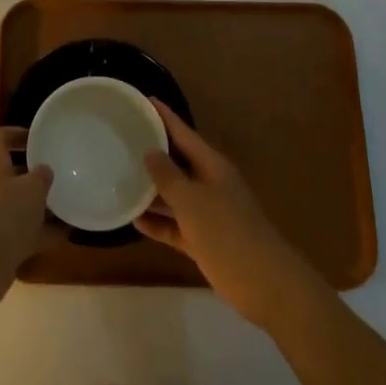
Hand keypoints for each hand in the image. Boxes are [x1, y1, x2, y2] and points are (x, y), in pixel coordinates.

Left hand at [0, 128, 53, 316]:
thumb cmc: (5, 214)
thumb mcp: (32, 188)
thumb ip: (41, 176)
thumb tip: (44, 170)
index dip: (15, 133)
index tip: (38, 138)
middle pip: (11, 172)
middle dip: (35, 172)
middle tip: (61, 171)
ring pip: (21, 204)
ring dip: (43, 204)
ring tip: (70, 201)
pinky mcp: (2, 244)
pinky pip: (27, 232)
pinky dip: (45, 231)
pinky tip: (68, 231)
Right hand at [135, 100, 325, 331]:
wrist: (265, 284)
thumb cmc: (228, 233)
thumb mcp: (192, 201)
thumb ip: (168, 176)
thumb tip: (150, 151)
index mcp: (211, 166)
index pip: (183, 133)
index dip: (164, 117)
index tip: (143, 100)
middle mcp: (209, 184)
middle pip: (177, 162)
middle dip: (153, 152)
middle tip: (122, 139)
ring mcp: (207, 213)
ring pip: (174, 195)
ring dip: (151, 190)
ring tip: (120, 178)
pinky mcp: (203, 240)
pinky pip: (175, 225)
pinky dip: (158, 223)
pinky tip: (134, 220)